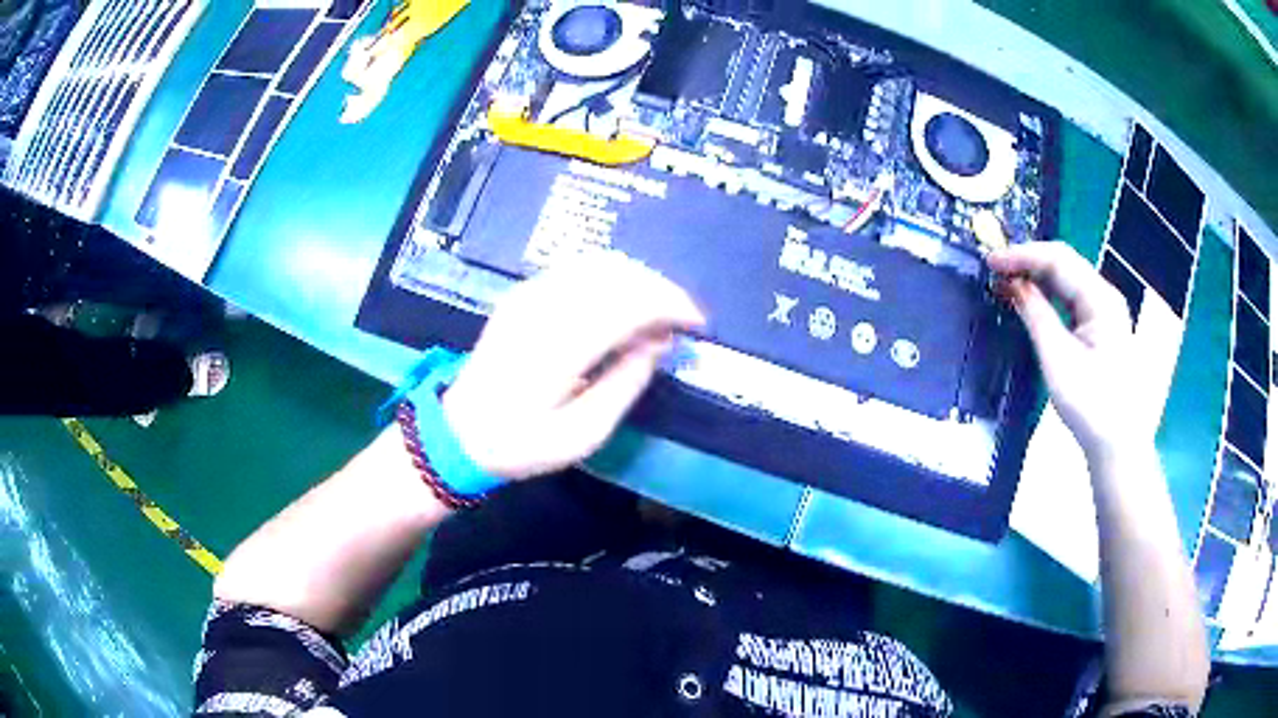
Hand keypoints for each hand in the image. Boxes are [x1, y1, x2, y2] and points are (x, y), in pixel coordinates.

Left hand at [442, 254, 704, 479]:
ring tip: (658, 311)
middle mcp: (544, 308)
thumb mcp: (584, 435)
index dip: (671, 304)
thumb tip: (659, 342)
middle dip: (661, 289)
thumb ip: (626, 383)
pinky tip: (623, 302)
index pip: (628, 302)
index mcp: (559, 347)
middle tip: (681, 320)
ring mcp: (529, 294)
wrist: (460, 432)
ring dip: (638, 280)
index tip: (696, 323)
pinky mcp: (523, 293)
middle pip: (617, 275)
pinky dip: (612, 278)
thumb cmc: (522, 444)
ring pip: (599, 264)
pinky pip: (578, 268)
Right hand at [988, 241, 1144, 460]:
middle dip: (1028, 261)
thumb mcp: (1058, 358)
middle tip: (994, 268)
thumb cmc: (1090, 403)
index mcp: (1100, 298)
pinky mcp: (1100, 326)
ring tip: (1004, 281)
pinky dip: (1047, 294)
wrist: (1117, 443)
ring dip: (1036, 276)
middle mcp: (1104, 295)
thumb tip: (1012, 283)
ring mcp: (1104, 310)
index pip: (1058, 260)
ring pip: (1066, 279)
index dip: (1022, 255)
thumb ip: (1035, 314)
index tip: (991, 261)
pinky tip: (1028, 298)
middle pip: (1064, 263)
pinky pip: (1070, 298)